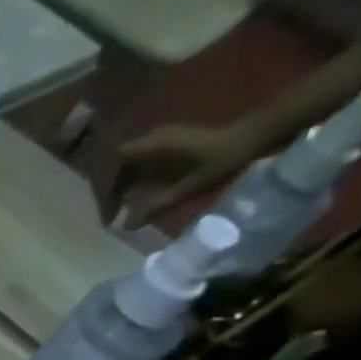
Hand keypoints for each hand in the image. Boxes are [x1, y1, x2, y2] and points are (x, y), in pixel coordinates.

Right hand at [111, 120, 265, 220]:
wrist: (256, 132)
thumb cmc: (225, 157)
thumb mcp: (193, 185)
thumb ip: (159, 204)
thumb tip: (126, 226)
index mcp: (152, 145)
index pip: (112, 169)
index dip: (104, 194)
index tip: (108, 217)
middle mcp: (150, 138)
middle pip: (115, 167)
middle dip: (108, 193)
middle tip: (111, 217)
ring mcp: (157, 139)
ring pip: (124, 166)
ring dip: (118, 187)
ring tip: (120, 210)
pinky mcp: (165, 142)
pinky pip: (137, 162)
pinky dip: (131, 181)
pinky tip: (136, 196)